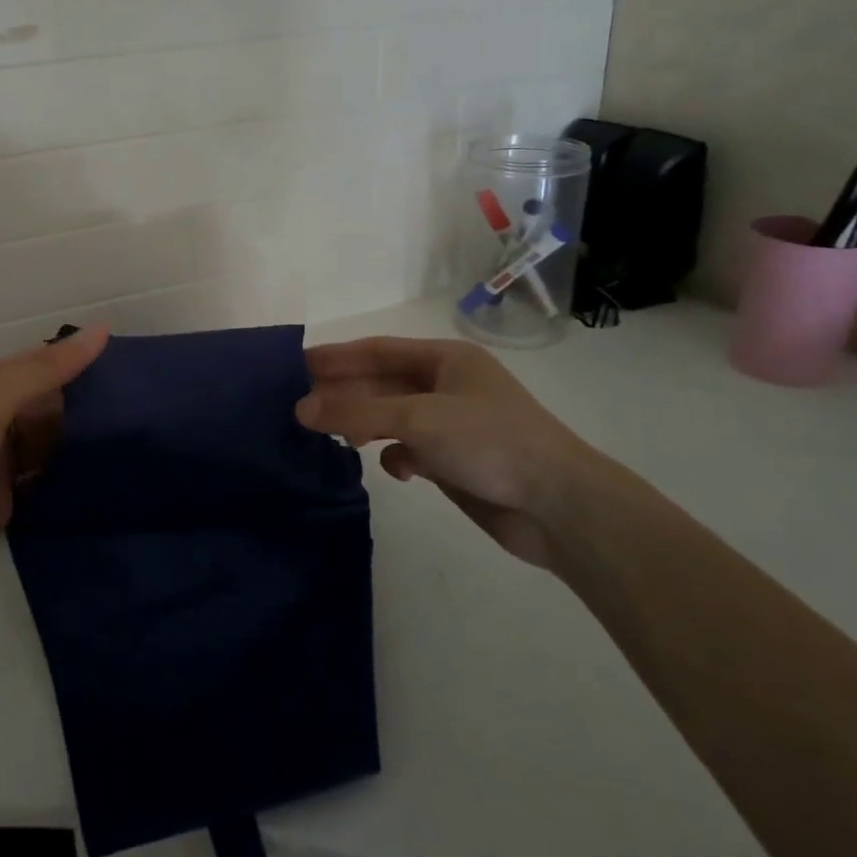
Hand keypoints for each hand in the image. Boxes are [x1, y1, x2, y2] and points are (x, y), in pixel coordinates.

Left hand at [0, 328, 108, 640]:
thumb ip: (44, 370)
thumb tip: (101, 330)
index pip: (35, 361)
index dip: (75, 359)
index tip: (128, 362)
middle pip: (45, 397)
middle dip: (83, 398)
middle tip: (140, 401)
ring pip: (49, 434)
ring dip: (81, 434)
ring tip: (136, 429)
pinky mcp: (7, 494)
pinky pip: (46, 469)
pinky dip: (70, 467)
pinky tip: (106, 466)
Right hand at [298, 336, 615, 569]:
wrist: (561, 506)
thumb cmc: (490, 442)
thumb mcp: (418, 418)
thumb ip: (357, 412)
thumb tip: (300, 409)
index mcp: (446, 359)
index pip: (377, 350)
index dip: (336, 357)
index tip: (296, 365)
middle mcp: (447, 386)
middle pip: (382, 384)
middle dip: (344, 394)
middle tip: (299, 405)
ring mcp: (452, 424)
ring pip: (393, 418)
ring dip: (364, 425)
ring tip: (328, 435)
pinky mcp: (456, 461)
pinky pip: (411, 449)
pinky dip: (396, 456)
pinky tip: (393, 468)